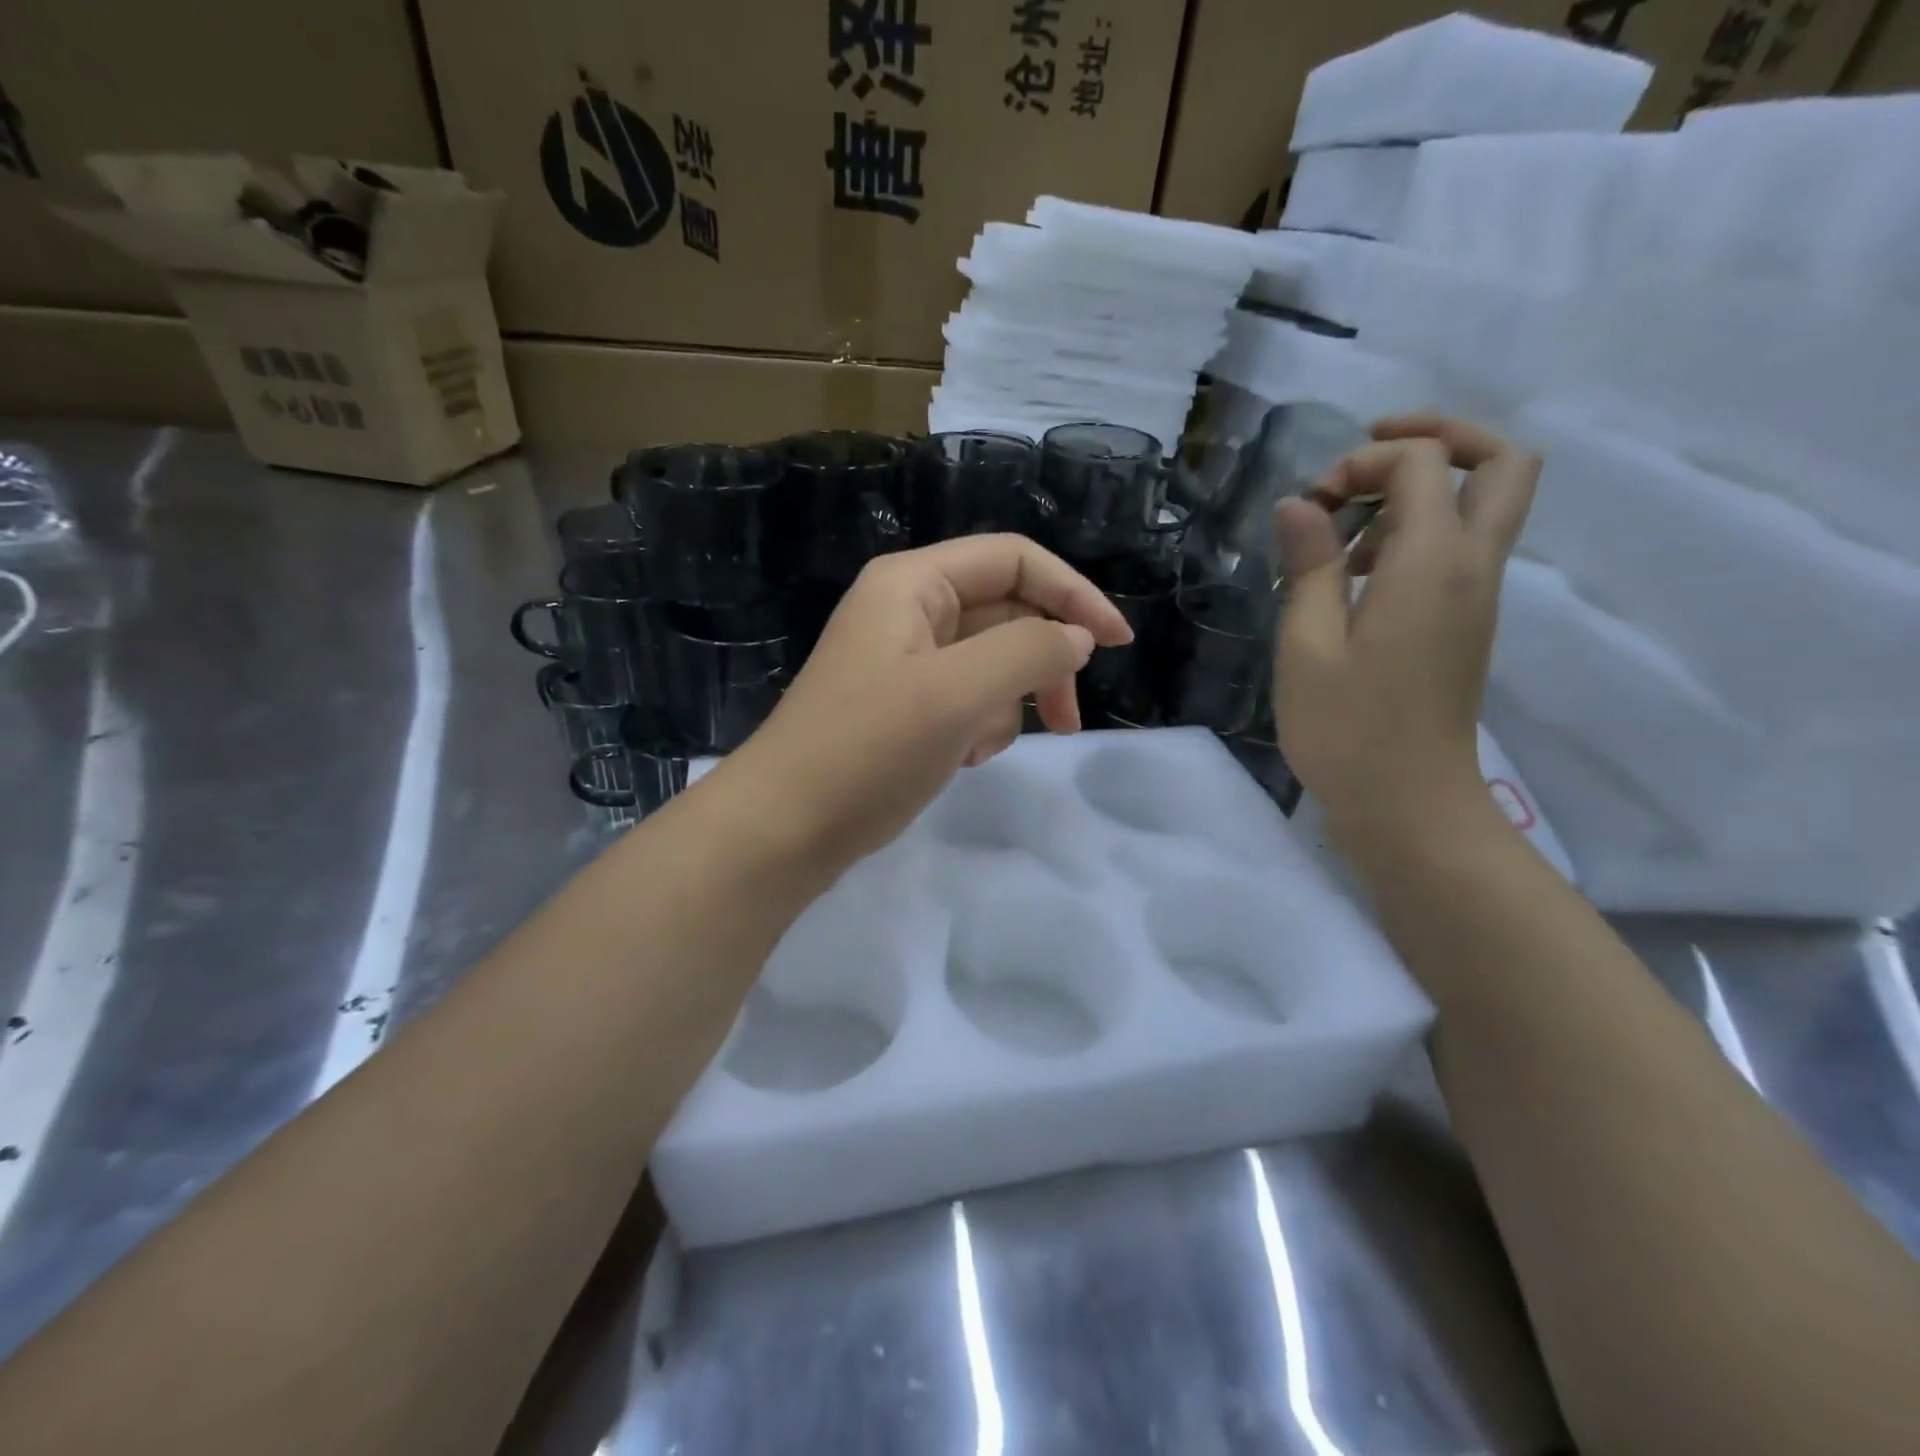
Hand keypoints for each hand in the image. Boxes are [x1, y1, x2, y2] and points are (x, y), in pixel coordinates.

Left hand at [727, 535, 1132, 863]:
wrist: (787, 827)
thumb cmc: (869, 749)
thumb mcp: (958, 692)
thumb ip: (1029, 650)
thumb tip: (1076, 638)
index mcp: (914, 584)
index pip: (1016, 559)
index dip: (1074, 593)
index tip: (1117, 644)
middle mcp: (909, 610)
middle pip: (1008, 612)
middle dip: (1041, 663)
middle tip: (1066, 721)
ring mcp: (905, 660)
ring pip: (992, 662)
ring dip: (1006, 704)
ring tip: (979, 746)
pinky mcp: (904, 706)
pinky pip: (967, 699)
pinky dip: (980, 725)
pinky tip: (962, 758)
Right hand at [1273, 415, 1539, 847]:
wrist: (1409, 804)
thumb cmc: (1346, 729)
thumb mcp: (1306, 646)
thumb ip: (1308, 566)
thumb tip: (1301, 504)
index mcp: (1432, 564)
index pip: (1423, 463)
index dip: (1360, 464)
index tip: (1309, 508)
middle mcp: (1473, 566)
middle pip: (1502, 461)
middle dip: (1439, 437)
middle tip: (1370, 453)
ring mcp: (1478, 595)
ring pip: (1487, 501)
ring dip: (1423, 488)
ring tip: (1348, 529)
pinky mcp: (1467, 622)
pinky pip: (1463, 546)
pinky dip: (1419, 531)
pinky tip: (1358, 574)